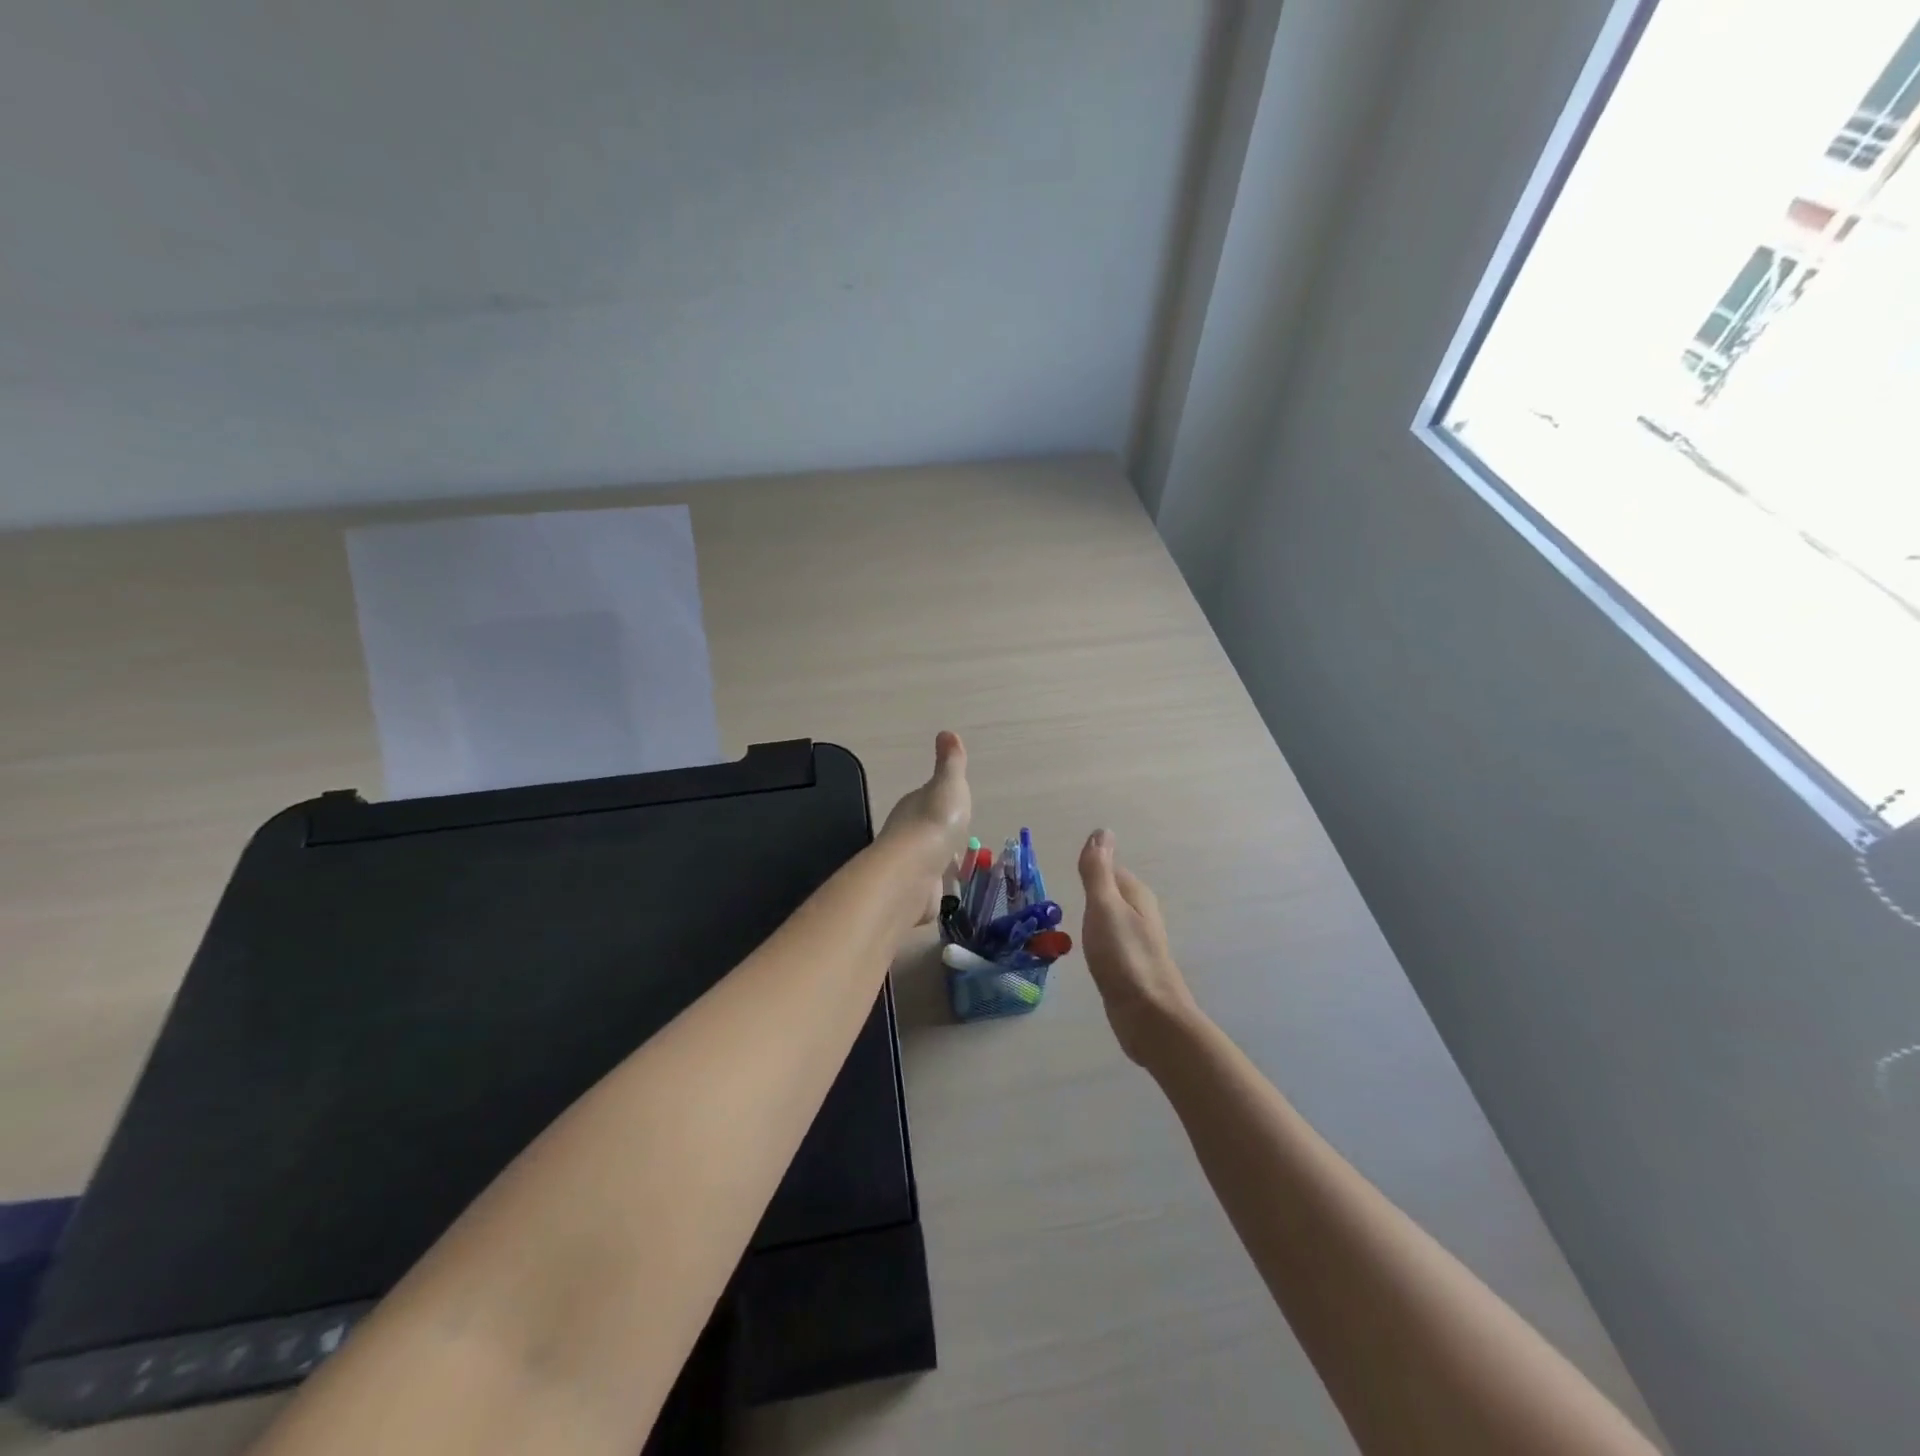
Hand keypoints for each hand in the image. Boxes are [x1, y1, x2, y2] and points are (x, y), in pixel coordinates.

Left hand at [878, 731, 972, 923]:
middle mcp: (906, 834)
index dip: (939, 801)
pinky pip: (927, 887)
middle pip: (924, 830)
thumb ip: (950, 763)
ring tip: (952, 863)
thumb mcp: (949, 784)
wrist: (914, 872)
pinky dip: (933, 888)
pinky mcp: (915, 893)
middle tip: (955, 835)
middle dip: (937, 832)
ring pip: (925, 859)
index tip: (951, 803)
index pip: (926, 800)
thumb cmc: (935, 822)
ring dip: (935, 860)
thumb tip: (947, 732)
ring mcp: (909, 865)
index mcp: (914, 805)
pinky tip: (942, 890)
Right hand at [1078, 830, 1200, 1065]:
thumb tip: (1101, 831)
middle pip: (1112, 892)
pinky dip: (1099, 940)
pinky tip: (1089, 951)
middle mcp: (1141, 914)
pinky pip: (1112, 942)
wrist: (1149, 1017)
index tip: (1067, 872)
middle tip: (1064, 896)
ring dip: (1095, 916)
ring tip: (1072, 921)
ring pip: (1112, 918)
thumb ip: (1098, 870)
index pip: (1109, 868)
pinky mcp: (1132, 967)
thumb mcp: (1104, 906)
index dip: (1089, 868)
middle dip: (1092, 891)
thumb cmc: (1124, 956)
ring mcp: (1138, 942)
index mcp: (1136, 895)